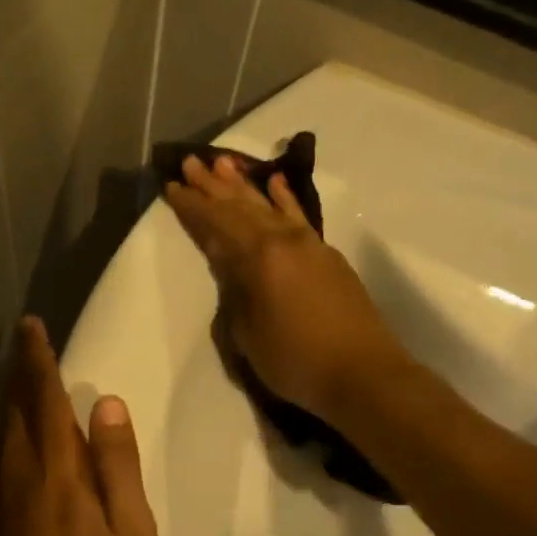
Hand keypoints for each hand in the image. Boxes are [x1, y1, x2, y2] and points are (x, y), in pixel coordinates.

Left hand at [0, 317, 156, 535]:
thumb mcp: (130, 535)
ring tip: (24, 380)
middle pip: (13, 407)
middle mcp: (14, 472)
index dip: (38, 358)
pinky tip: (18, 443)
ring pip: (0, 433)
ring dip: (11, 401)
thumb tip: (106, 404)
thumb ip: (117, 465)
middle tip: (25, 341)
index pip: (43, 397)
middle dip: (19, 370)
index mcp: (55, 469)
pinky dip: (7, 435)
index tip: (31, 326)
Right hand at [163, 154, 410, 422]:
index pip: (217, 223)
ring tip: (223, 162)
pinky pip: (298, 216)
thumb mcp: (248, 334)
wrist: (364, 374)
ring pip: (269, 205)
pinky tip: (276, 182)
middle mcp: (284, 240)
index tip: (172, 185)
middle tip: (190, 161)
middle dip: (213, 185)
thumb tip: (231, 269)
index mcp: (259, 258)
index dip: (193, 205)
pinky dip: (284, 198)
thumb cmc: (296, 361)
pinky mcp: (328, 255)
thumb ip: (235, 294)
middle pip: (241, 206)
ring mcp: (310, 244)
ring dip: (244, 184)